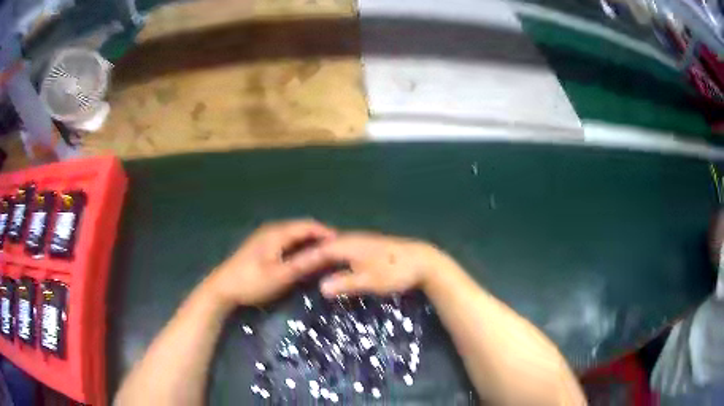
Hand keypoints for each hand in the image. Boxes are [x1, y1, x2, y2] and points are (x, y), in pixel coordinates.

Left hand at [207, 219, 335, 306]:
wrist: (223, 287)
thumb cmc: (251, 282)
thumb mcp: (280, 275)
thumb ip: (304, 263)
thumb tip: (328, 253)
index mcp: (277, 233)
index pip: (308, 225)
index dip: (327, 233)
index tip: (343, 245)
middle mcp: (272, 229)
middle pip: (302, 228)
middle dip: (320, 237)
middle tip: (337, 251)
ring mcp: (265, 236)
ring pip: (294, 234)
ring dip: (310, 242)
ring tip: (325, 255)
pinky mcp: (262, 245)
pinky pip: (287, 240)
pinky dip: (300, 246)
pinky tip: (304, 258)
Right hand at [288, 232, 457, 296]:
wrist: (422, 261)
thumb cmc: (394, 270)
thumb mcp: (370, 280)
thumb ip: (345, 282)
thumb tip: (320, 288)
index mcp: (347, 245)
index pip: (318, 250)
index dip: (303, 260)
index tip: (286, 268)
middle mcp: (351, 240)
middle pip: (323, 246)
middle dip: (308, 256)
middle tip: (290, 267)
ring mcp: (360, 242)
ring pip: (333, 247)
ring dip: (319, 256)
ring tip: (305, 267)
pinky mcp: (368, 248)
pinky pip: (342, 250)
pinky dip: (332, 258)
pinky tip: (331, 265)